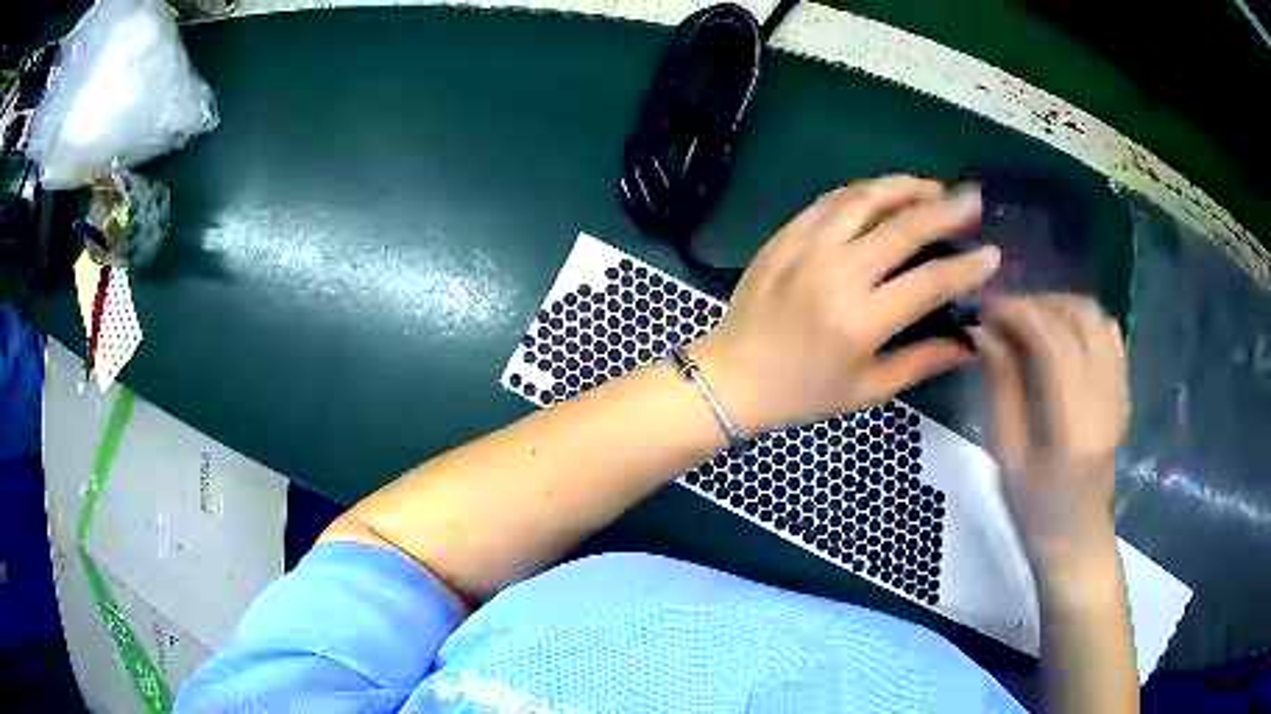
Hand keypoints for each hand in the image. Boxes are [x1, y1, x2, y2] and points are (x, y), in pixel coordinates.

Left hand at [693, 175, 1000, 436]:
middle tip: (973, 199)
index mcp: (860, 321)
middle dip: (946, 210)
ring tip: (934, 187)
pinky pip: (832, 201)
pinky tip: (886, 192)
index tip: (992, 253)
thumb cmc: (803, 392)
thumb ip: (921, 362)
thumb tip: (970, 345)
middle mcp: (836, 274)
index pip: (929, 282)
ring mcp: (807, 248)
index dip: (966, 266)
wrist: (733, 375)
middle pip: (903, 228)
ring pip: (866, 199)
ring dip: (905, 187)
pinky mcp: (786, 235)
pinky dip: (865, 191)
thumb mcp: (867, 390)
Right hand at [969, 295, 1128, 591]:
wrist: (1078, 535)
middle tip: (1003, 313)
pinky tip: (1061, 331)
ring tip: (1029, 318)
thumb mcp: (1008, 455)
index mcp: (1074, 425)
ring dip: (1059, 305)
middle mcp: (1105, 398)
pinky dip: (1082, 319)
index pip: (1053, 342)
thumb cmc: (1035, 508)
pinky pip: (1109, 333)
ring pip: (1096, 318)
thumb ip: (1001, 388)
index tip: (985, 307)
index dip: (1018, 313)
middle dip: (1037, 303)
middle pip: (1078, 318)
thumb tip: (984, 333)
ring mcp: (1120, 390)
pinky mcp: (1123, 389)